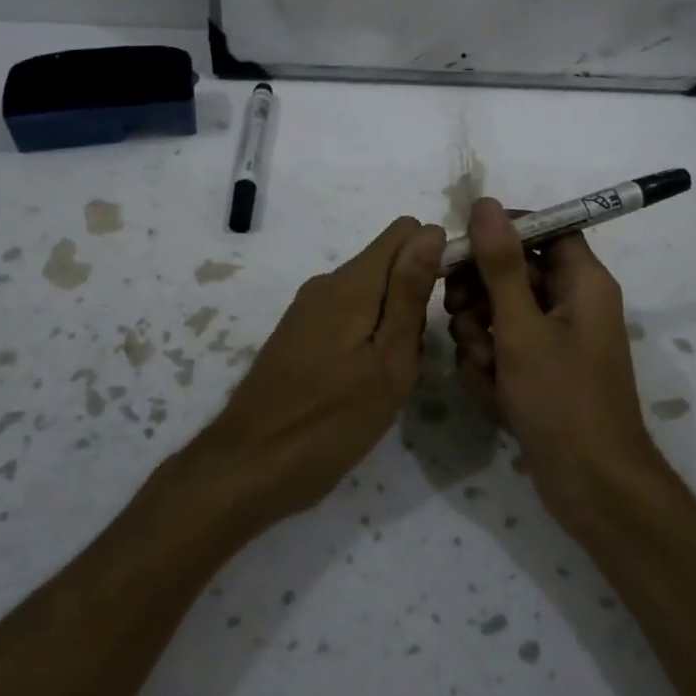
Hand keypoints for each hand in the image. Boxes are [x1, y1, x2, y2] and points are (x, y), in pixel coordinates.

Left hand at [190, 217, 445, 529]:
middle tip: (412, 358)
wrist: (250, 466)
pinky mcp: (298, 334)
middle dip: (413, 298)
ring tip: (390, 377)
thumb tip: (431, 230)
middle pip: (388, 265)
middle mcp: (327, 283)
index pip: (405, 231)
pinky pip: (348, 316)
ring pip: (371, 294)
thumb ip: (409, 293)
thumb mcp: (389, 360)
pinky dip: (367, 338)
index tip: (444, 304)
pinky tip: (363, 383)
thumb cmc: (332, 420)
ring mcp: (308, 309)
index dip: (433, 256)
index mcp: (352, 283)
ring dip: (392, 324)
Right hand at [445, 198, 662, 530]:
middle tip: (457, 314)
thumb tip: (486, 204)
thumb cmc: (562, 400)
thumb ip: (500, 265)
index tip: (463, 248)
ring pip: (501, 313)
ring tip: (485, 369)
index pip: (545, 228)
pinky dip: (491, 366)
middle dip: (480, 295)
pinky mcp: (540, 371)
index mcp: (583, 282)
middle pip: (514, 272)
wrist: (591, 486)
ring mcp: (555, 340)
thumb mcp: (522, 328)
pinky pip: (503, 349)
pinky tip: (493, 394)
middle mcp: (572, 303)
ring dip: (480, 337)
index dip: (502, 232)